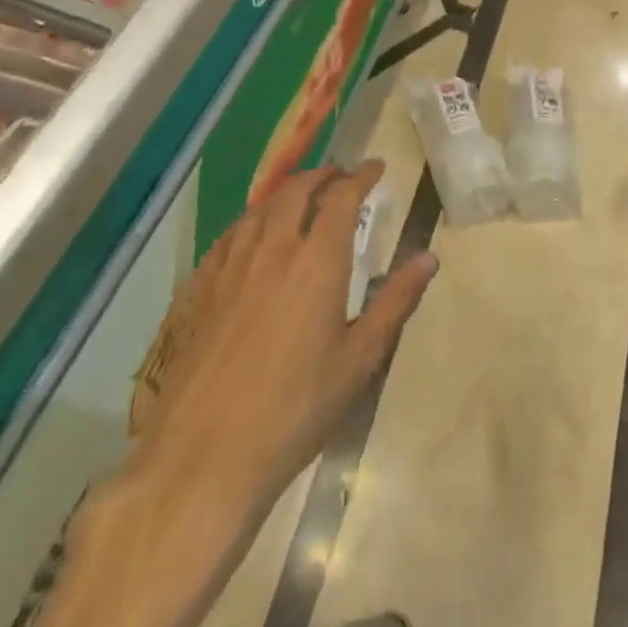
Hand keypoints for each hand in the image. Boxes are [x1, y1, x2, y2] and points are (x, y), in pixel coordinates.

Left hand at [130, 161, 437, 503]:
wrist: (203, 458)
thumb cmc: (295, 409)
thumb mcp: (359, 359)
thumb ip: (395, 301)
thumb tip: (429, 258)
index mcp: (317, 261)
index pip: (341, 197)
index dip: (361, 176)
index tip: (376, 167)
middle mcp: (272, 250)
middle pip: (296, 191)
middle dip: (322, 175)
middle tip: (340, 176)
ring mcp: (229, 267)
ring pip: (259, 208)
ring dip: (286, 193)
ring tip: (300, 197)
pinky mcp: (198, 290)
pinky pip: (229, 236)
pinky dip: (251, 220)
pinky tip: (251, 235)